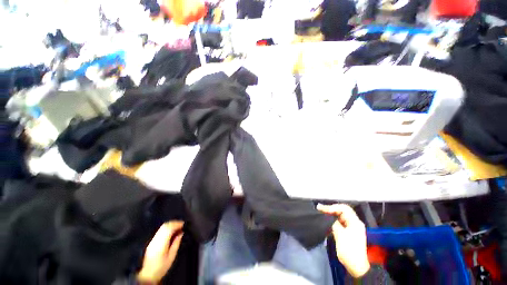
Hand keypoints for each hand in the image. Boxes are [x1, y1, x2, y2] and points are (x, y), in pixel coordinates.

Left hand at [137, 221, 183, 283]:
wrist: (147, 275)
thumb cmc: (161, 267)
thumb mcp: (171, 256)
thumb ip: (176, 243)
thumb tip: (181, 233)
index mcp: (161, 243)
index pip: (169, 228)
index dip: (177, 224)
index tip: (183, 224)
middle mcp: (156, 240)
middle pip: (165, 226)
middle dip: (174, 223)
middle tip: (181, 225)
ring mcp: (152, 240)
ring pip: (162, 227)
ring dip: (171, 225)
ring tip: (177, 227)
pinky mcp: (151, 242)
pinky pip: (160, 231)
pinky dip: (167, 228)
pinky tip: (171, 232)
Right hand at [317, 204, 369, 277]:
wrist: (356, 266)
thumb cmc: (349, 250)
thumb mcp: (340, 235)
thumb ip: (334, 223)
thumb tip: (328, 216)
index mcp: (355, 222)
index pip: (344, 209)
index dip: (332, 207)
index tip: (322, 209)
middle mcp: (355, 223)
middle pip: (343, 211)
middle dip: (331, 209)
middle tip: (320, 209)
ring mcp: (352, 227)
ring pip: (341, 216)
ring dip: (332, 214)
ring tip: (322, 213)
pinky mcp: (349, 232)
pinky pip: (341, 222)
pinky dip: (333, 220)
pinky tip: (327, 220)